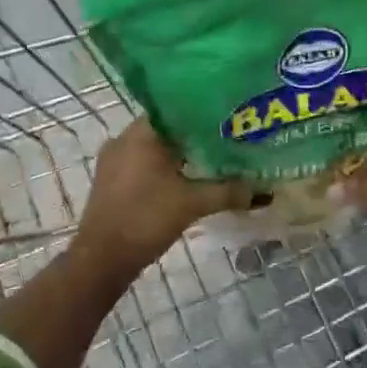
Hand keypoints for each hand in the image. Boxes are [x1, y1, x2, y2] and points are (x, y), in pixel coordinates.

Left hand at [74, 119, 250, 278]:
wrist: (102, 259)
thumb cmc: (146, 218)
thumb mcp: (192, 203)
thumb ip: (228, 191)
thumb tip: (264, 191)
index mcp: (141, 133)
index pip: (176, 108)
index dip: (203, 112)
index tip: (228, 118)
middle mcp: (124, 139)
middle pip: (167, 128)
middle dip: (196, 135)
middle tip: (227, 139)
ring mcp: (114, 161)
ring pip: (154, 148)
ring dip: (180, 154)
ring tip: (213, 160)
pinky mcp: (111, 181)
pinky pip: (143, 164)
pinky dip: (164, 168)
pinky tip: (186, 180)